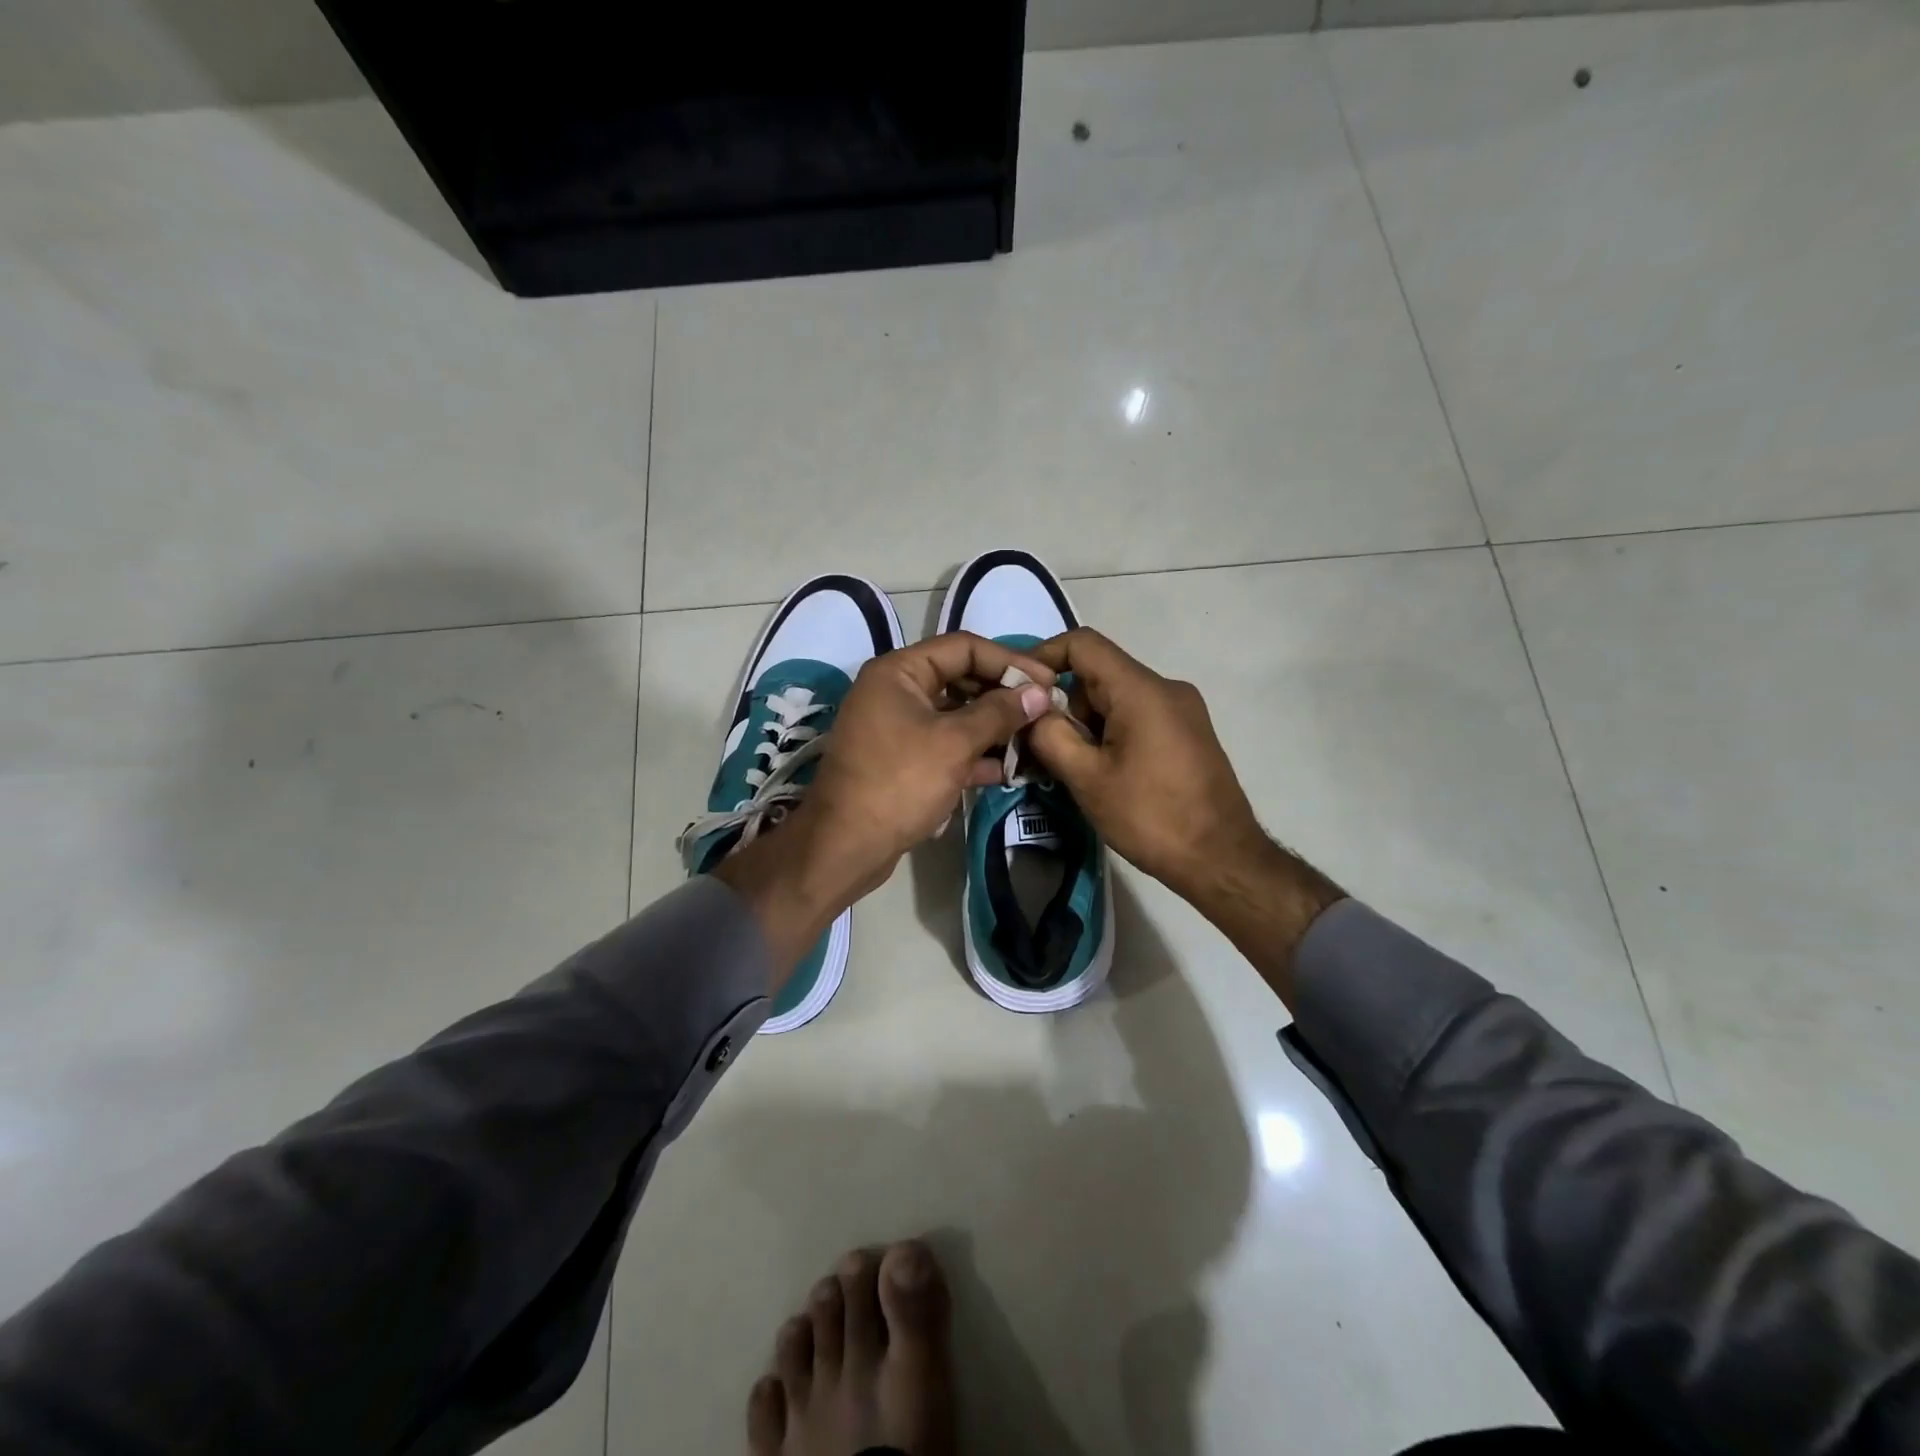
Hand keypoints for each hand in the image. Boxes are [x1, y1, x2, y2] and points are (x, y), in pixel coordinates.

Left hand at [718, 632, 1053, 974]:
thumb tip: (1040, 693)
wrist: (845, 846)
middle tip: (1045, 712)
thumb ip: (999, 713)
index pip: (963, 647)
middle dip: (1004, 696)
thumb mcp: (954, 743)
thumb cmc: (899, 783)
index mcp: (899, 672)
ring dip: (994, 727)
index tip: (1047, 682)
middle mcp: (896, 691)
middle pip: (961, 679)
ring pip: (956, 716)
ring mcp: (898, 727)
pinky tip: (1008, 770)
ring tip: (1035, 740)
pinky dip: (975, 754)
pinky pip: (946, 745)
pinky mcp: (904, 760)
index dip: (1009, 661)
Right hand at [1024, 628, 1267, 900]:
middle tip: (1037, 744)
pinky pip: (1137, 717)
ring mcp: (1182, 710)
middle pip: (1099, 674)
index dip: (1044, 657)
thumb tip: (1032, 711)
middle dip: (1063, 703)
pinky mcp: (1188, 733)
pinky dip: (1109, 733)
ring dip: (1086, 724)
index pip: (1083, 644)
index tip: (1018, 690)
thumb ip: (1050, 735)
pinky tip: (1100, 771)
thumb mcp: (1087, 778)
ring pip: (1116, 698)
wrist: (1222, 860)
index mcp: (1141, 690)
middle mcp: (1166, 688)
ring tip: (1068, 767)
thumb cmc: (1151, 816)